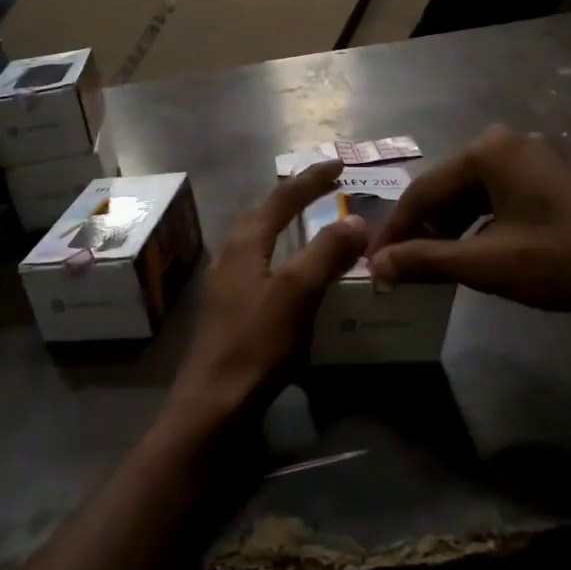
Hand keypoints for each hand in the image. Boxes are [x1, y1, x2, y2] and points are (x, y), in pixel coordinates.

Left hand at [166, 160, 367, 431]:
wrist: (214, 405)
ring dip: (285, 222)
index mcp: (244, 244)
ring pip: (259, 238)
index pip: (281, 198)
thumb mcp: (297, 293)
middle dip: (293, 196)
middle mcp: (231, 256)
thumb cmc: (256, 344)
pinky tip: (294, 271)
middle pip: (263, 212)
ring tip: (311, 219)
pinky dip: (283, 253)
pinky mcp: (232, 309)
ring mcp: (227, 283)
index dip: (311, 179)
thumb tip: (356, 220)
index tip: (338, 164)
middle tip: (324, 186)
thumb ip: (326, 253)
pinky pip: (261, 264)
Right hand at [366, 125, 570, 314]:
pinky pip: (501, 195)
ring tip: (434, 265)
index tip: (373, 265)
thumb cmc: (563, 257)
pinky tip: (476, 252)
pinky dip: (481, 224)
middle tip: (401, 267)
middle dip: (422, 230)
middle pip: (447, 189)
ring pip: (474, 193)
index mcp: (487, 150)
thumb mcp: (487, 263)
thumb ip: (426, 260)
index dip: (394, 231)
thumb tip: (376, 266)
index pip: (421, 192)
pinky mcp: (555, 174)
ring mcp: (535, 155)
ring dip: (451, 229)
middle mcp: (508, 141)